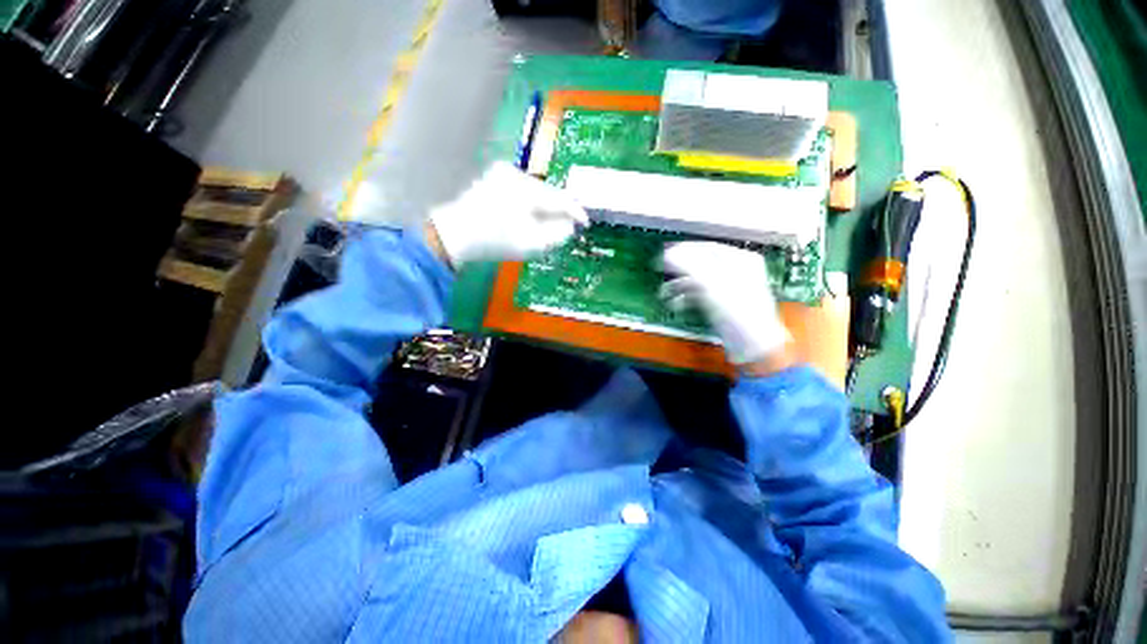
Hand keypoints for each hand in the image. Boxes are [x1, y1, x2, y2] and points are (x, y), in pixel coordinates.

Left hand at [427, 162, 587, 267]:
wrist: (454, 234)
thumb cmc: (494, 242)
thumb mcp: (531, 244)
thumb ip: (557, 234)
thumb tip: (569, 225)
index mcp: (526, 190)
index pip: (560, 199)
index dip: (575, 211)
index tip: (585, 222)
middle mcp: (516, 173)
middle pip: (548, 191)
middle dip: (557, 208)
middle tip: (566, 224)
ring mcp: (503, 172)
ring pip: (535, 189)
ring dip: (544, 205)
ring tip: (547, 221)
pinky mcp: (494, 176)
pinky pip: (522, 188)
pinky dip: (529, 201)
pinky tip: (529, 213)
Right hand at [661, 242, 792, 369]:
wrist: (752, 345)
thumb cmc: (736, 309)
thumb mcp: (711, 283)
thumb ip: (687, 265)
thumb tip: (667, 253)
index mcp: (740, 259)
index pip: (706, 247)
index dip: (683, 249)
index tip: (663, 255)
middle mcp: (735, 271)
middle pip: (700, 264)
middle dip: (678, 270)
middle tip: (659, 272)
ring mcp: (729, 290)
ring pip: (698, 281)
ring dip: (679, 286)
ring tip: (662, 294)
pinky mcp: (722, 306)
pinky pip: (701, 296)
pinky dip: (687, 298)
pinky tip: (674, 305)